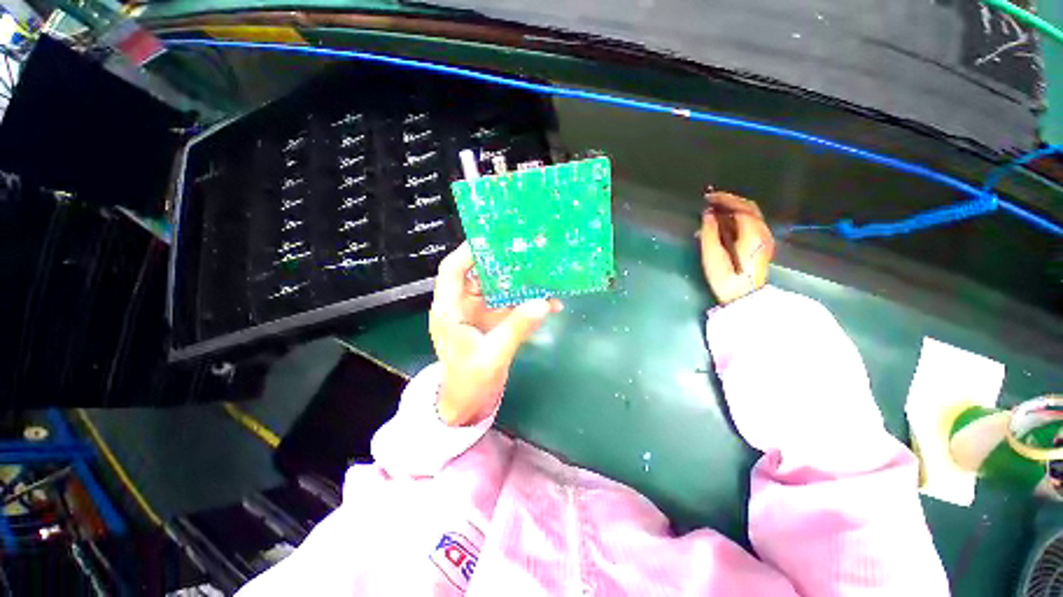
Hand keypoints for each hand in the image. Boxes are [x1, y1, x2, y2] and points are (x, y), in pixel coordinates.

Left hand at [429, 243, 562, 426]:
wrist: (469, 403)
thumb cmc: (469, 381)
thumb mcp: (493, 355)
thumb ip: (517, 328)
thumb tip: (544, 303)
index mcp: (450, 310)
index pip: (452, 271)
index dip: (469, 253)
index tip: (494, 241)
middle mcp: (462, 305)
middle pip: (479, 274)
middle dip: (502, 262)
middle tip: (528, 251)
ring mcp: (479, 312)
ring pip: (497, 287)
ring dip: (519, 281)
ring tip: (542, 272)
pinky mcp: (493, 320)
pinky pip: (510, 303)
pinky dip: (527, 301)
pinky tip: (547, 301)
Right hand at [699, 191, 774, 303]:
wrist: (744, 298)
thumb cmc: (726, 278)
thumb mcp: (713, 256)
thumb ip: (709, 232)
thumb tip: (707, 214)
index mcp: (752, 233)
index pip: (741, 207)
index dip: (724, 199)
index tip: (707, 198)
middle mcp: (762, 232)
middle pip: (749, 208)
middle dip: (729, 202)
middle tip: (710, 202)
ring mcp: (764, 239)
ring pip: (750, 216)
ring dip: (732, 211)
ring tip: (712, 213)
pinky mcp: (761, 246)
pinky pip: (750, 225)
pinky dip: (736, 220)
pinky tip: (721, 225)